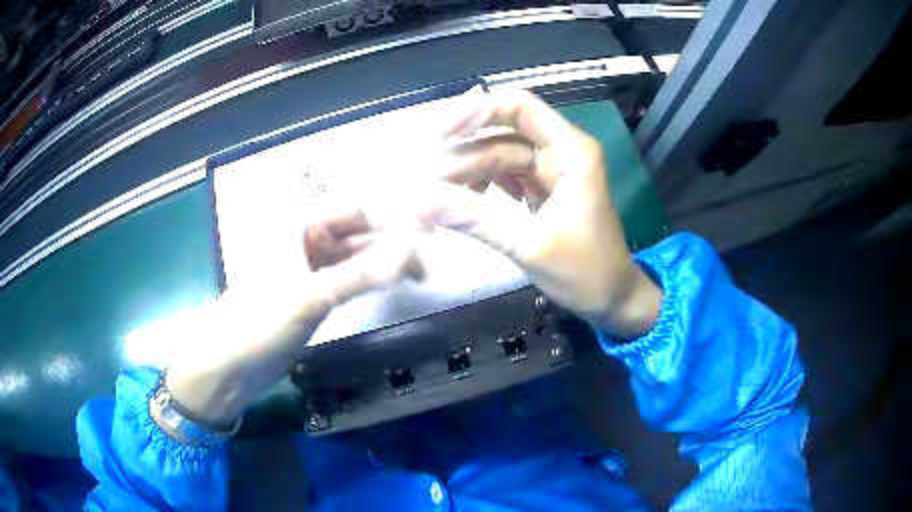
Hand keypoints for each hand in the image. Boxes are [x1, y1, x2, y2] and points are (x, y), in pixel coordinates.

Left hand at [158, 211, 425, 432]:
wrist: (229, 367)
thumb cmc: (260, 323)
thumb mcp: (312, 296)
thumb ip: (365, 273)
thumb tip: (416, 248)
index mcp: (298, 225)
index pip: (355, 210)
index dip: (393, 216)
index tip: (431, 229)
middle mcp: (305, 239)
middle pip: (357, 231)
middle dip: (393, 240)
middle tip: (433, 255)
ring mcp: (308, 267)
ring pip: (354, 256)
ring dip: (385, 262)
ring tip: (422, 272)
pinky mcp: (312, 294)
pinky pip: (347, 278)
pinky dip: (370, 280)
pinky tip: (393, 284)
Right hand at [419, 88, 661, 337]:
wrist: (612, 299)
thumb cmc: (585, 273)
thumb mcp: (530, 245)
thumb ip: (477, 219)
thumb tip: (421, 198)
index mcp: (571, 152)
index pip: (519, 107)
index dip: (477, 111)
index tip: (439, 135)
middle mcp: (561, 151)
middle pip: (502, 133)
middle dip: (464, 154)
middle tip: (426, 182)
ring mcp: (551, 170)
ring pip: (499, 155)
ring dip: (468, 172)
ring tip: (437, 196)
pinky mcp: (542, 189)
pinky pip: (505, 176)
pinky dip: (482, 186)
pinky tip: (463, 202)